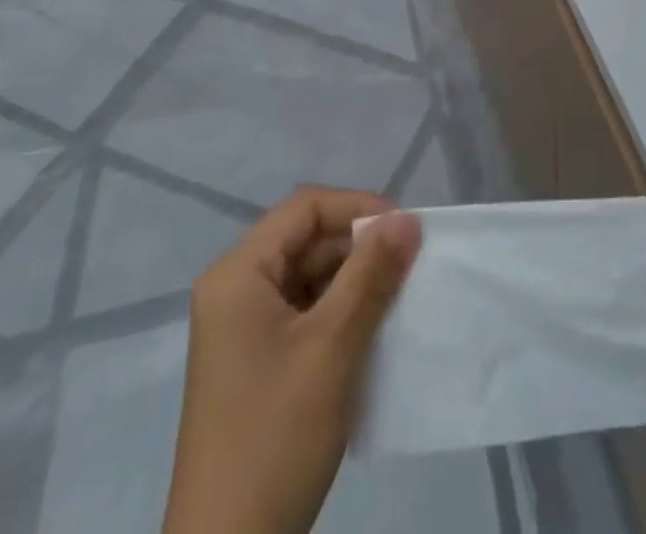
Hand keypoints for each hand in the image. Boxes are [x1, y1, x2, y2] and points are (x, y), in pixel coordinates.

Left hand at [162, 186, 421, 533]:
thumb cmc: (275, 438)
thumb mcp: (332, 348)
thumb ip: (371, 275)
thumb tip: (408, 219)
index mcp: (238, 274)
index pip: (304, 208)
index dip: (357, 208)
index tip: (405, 231)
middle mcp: (235, 289)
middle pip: (305, 239)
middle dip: (359, 246)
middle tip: (410, 266)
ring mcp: (242, 328)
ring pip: (308, 276)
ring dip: (353, 280)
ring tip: (398, 297)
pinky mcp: (255, 361)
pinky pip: (303, 312)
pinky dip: (339, 312)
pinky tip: (373, 331)